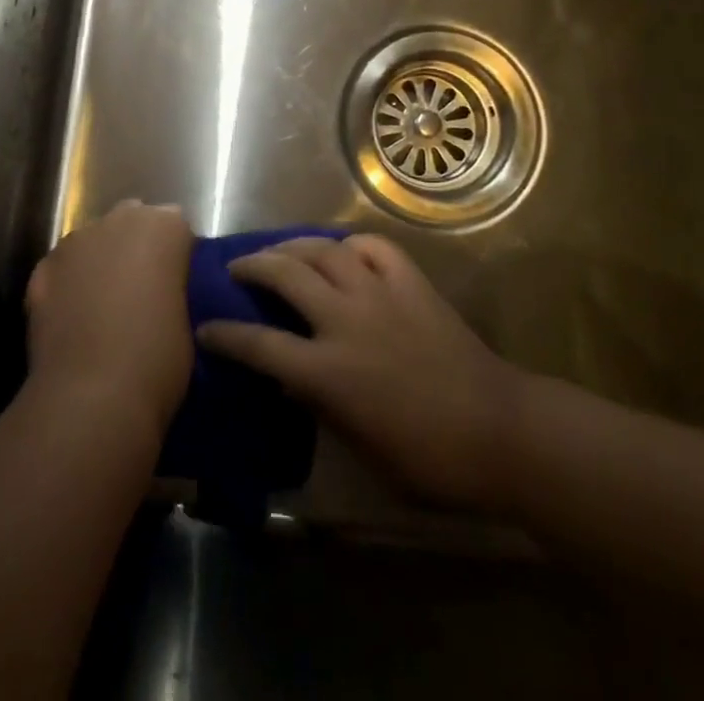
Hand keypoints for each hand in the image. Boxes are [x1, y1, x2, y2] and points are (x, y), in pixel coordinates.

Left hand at [25, 201, 194, 441]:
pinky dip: (69, 285)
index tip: (176, 285)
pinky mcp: (43, 267)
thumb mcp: (188, 318)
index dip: (175, 255)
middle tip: (141, 291)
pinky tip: (73, 320)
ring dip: (100, 263)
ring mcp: (76, 241)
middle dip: (136, 247)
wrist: (91, 395)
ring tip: (103, 308)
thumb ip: (174, 287)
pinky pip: (64, 269)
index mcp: (164, 227)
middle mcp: (120, 219)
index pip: (176, 227)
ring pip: (94, 242)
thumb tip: (162, 292)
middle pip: (132, 221)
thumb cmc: (157, 359)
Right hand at [197, 234, 521, 510]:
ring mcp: (380, 294)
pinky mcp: (411, 282)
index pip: (259, 346)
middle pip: (285, 275)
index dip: (225, 336)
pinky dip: (351, 245)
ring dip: (294, 246)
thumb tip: (287, 378)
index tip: (205, 329)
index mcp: (329, 372)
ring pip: (324, 250)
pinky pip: (373, 247)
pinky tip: (344, 252)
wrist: (499, 431)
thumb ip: (318, 405)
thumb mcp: (360, 447)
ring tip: (281, 251)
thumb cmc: (428, 459)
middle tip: (238, 268)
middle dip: (252, 266)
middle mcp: (346, 320)